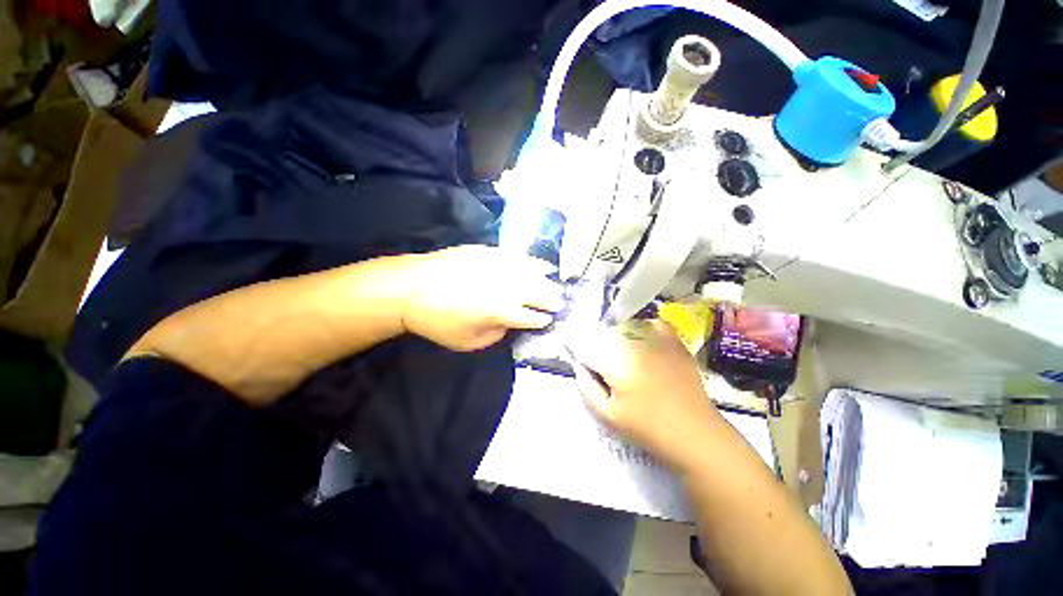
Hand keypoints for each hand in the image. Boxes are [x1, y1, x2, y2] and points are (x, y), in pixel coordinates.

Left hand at [400, 245, 564, 350]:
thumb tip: (509, 323)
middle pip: (538, 292)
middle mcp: (506, 286)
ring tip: (554, 283)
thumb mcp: (469, 342)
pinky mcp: (488, 252)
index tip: (548, 321)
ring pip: (531, 272)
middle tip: (560, 304)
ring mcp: (498, 266)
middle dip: (551, 299)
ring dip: (546, 280)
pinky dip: (530, 261)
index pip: (532, 316)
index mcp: (502, 311)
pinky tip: (537, 264)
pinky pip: (516, 256)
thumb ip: (496, 334)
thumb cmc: (437, 321)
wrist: (410, 288)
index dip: (542, 320)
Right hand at [569, 319, 720, 468]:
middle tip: (605, 371)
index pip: (586, 347)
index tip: (583, 365)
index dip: (580, 354)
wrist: (695, 434)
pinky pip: (653, 324)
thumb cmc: (647, 429)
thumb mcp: (607, 415)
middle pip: (605, 335)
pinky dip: (643, 328)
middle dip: (598, 350)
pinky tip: (642, 342)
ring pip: (626, 328)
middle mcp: (635, 343)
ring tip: (623, 360)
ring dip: (618, 340)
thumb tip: (580, 366)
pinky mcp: (674, 342)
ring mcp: (657, 340)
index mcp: (616, 362)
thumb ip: (586, 387)